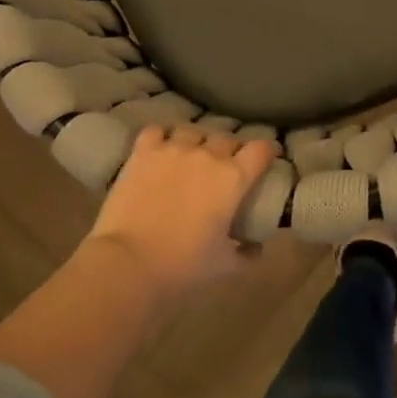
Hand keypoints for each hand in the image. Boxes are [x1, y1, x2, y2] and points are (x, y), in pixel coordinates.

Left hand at [82, 126, 278, 301]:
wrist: (129, 263)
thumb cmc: (183, 265)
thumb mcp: (225, 266)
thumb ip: (247, 254)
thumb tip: (257, 247)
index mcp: (233, 178)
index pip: (260, 149)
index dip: (266, 151)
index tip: (266, 159)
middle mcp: (207, 154)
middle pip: (227, 138)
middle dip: (231, 149)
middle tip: (226, 166)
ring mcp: (173, 148)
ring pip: (193, 131)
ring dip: (197, 141)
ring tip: (192, 155)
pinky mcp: (144, 151)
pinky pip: (158, 131)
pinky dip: (162, 137)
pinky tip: (161, 149)